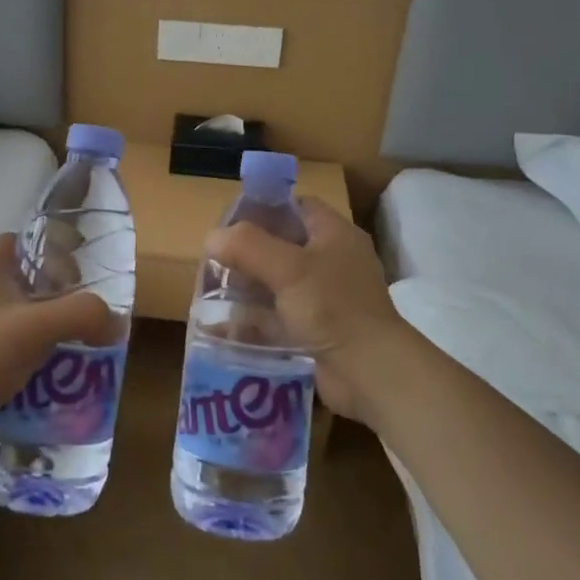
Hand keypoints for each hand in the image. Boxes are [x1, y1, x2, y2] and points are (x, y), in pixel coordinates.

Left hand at [0, 234, 114, 461]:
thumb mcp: (38, 327)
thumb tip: (116, 322)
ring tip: (74, 355)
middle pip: (24, 284)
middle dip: (56, 301)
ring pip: (15, 322)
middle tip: (85, 322)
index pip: (22, 242)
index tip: (79, 277)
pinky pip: (3, 354)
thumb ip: (82, 315)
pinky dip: (26, 364)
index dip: (51, 253)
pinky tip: (47, 383)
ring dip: (43, 336)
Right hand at [204, 198, 422, 423]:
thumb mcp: (288, 268)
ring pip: (276, 284)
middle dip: (246, 253)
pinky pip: (276, 318)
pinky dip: (252, 321)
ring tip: (209, 292)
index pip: (297, 207)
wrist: (369, 373)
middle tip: (213, 260)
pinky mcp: (315, 331)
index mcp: (335, 235)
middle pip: (282, 246)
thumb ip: (247, 246)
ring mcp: (324, 299)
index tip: (230, 221)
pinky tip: (221, 326)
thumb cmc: (333, 307)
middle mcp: (331, 262)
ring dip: (245, 288)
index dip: (264, 208)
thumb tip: (212, 238)